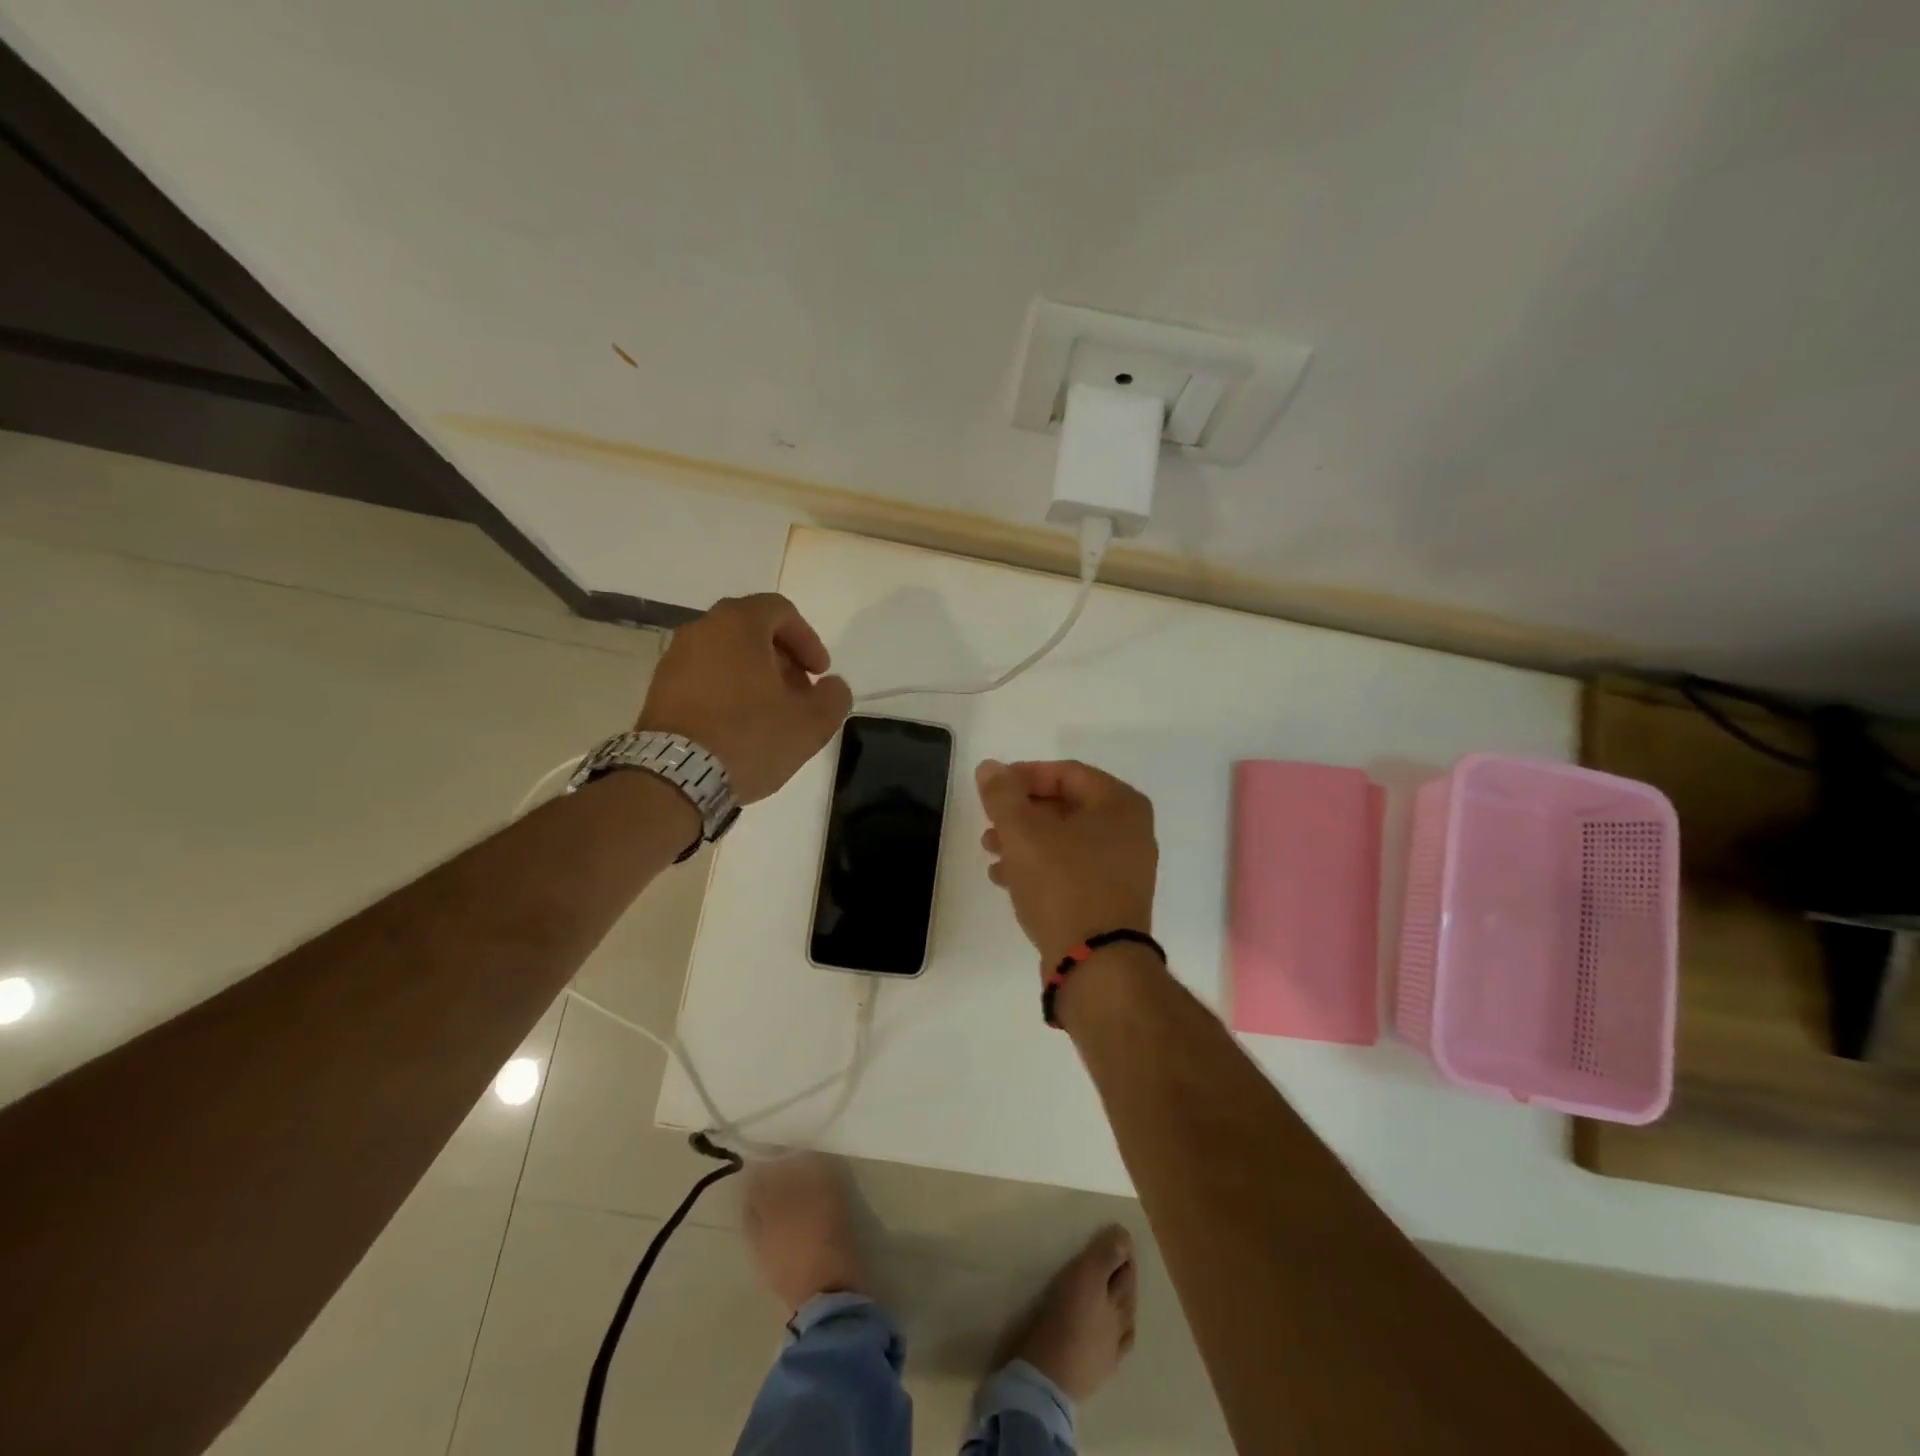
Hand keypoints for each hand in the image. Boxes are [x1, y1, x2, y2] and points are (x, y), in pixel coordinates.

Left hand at [637, 594, 851, 803]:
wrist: (674, 777)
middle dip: (782, 658)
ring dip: (754, 676)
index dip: (808, 639)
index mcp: (738, 624)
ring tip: (771, 713)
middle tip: (799, 692)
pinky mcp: (659, 690)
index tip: (820, 674)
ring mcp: (674, 660)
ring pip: (725, 654)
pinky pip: (703, 677)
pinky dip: (727, 691)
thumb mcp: (811, 723)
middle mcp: (701, 630)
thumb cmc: (748, 737)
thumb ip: (834, 697)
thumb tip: (831, 686)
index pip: (780, 610)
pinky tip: (739, 727)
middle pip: (751, 630)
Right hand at [975, 759, 1157, 970]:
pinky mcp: (1111, 899)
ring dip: (1025, 842)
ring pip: (1065, 840)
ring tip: (991, 853)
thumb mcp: (1023, 833)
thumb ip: (1002, 795)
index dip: (1023, 776)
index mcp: (1119, 804)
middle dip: (1021, 813)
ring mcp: (1124, 868)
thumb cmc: (1063, 885)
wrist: (1097, 965)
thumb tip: (990, 767)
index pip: (1065, 773)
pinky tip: (1006, 880)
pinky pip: (1071, 869)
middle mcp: (1130, 831)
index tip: (991, 790)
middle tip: (989, 824)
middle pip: (1065, 806)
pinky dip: (1040, 867)